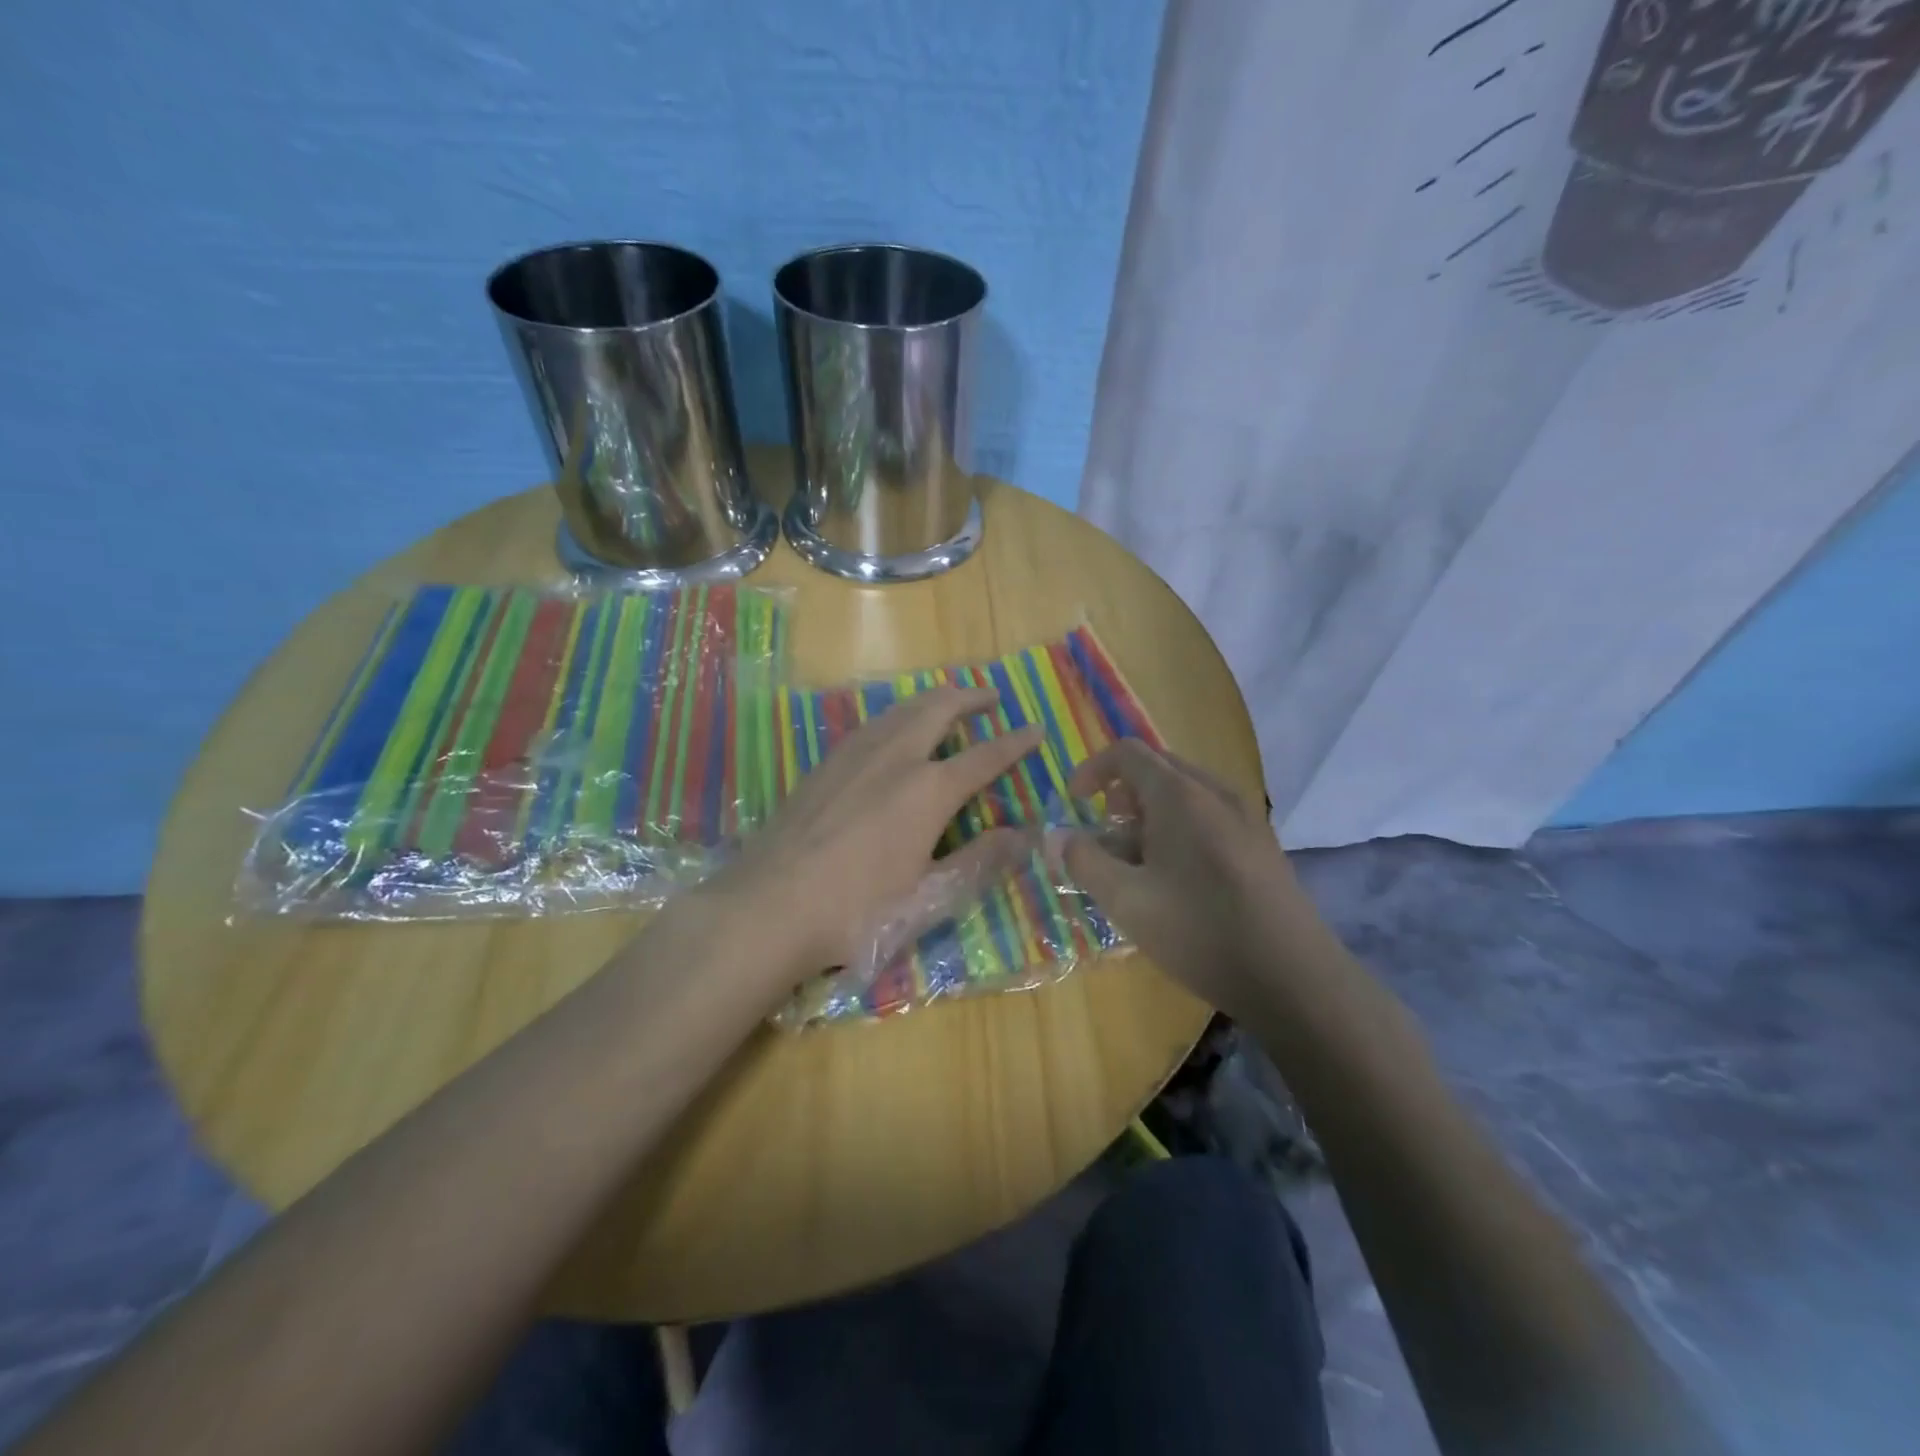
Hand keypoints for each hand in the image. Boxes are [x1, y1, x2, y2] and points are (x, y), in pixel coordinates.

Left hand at [718, 686, 1042, 980]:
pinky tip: (891, 730)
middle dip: (970, 697)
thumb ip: (979, 862)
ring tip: (946, 702)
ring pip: (900, 710)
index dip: (1015, 743)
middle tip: (991, 696)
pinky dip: (896, 715)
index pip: (984, 757)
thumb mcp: (929, 898)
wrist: (768, 907)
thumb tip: (1025, 836)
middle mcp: (894, 758)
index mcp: (928, 790)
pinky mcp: (823, 765)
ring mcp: (853, 756)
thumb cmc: (857, 911)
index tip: (1036, 729)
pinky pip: (871, 724)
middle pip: (938, 710)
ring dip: (931, 700)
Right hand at [1057, 740, 1337, 1017]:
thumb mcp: (1126, 901)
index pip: (1127, 752)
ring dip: (1149, 816)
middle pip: (1157, 769)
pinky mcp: (1261, 844)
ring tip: (1135, 865)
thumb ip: (1084, 862)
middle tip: (1104, 837)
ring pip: (1184, 795)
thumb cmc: (1200, 931)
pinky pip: (1208, 816)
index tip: (1074, 803)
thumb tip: (1058, 837)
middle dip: (1120, 796)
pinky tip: (1175, 880)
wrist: (1293, 976)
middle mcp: (1215, 792)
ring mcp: (1245, 817)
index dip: (1092, 770)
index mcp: (1179, 794)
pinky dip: (1178, 830)